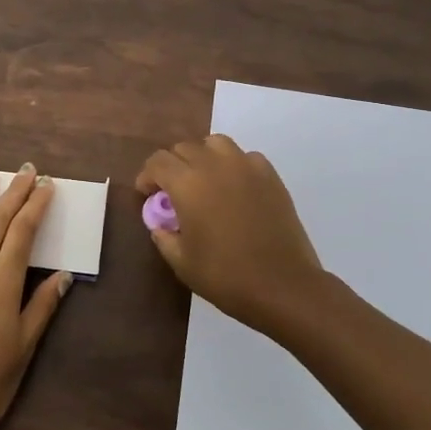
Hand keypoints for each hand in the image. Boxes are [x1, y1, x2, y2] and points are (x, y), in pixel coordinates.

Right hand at [136, 135, 327, 337]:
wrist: (283, 285)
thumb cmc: (225, 276)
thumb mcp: (182, 262)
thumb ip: (164, 237)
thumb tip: (161, 225)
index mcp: (187, 184)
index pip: (158, 162)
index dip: (147, 176)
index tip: (147, 196)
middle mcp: (214, 165)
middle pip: (184, 148)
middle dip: (172, 166)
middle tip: (173, 193)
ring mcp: (246, 167)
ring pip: (215, 143)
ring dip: (203, 157)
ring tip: (204, 182)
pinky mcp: (270, 176)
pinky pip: (245, 157)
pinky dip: (233, 165)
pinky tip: (235, 188)